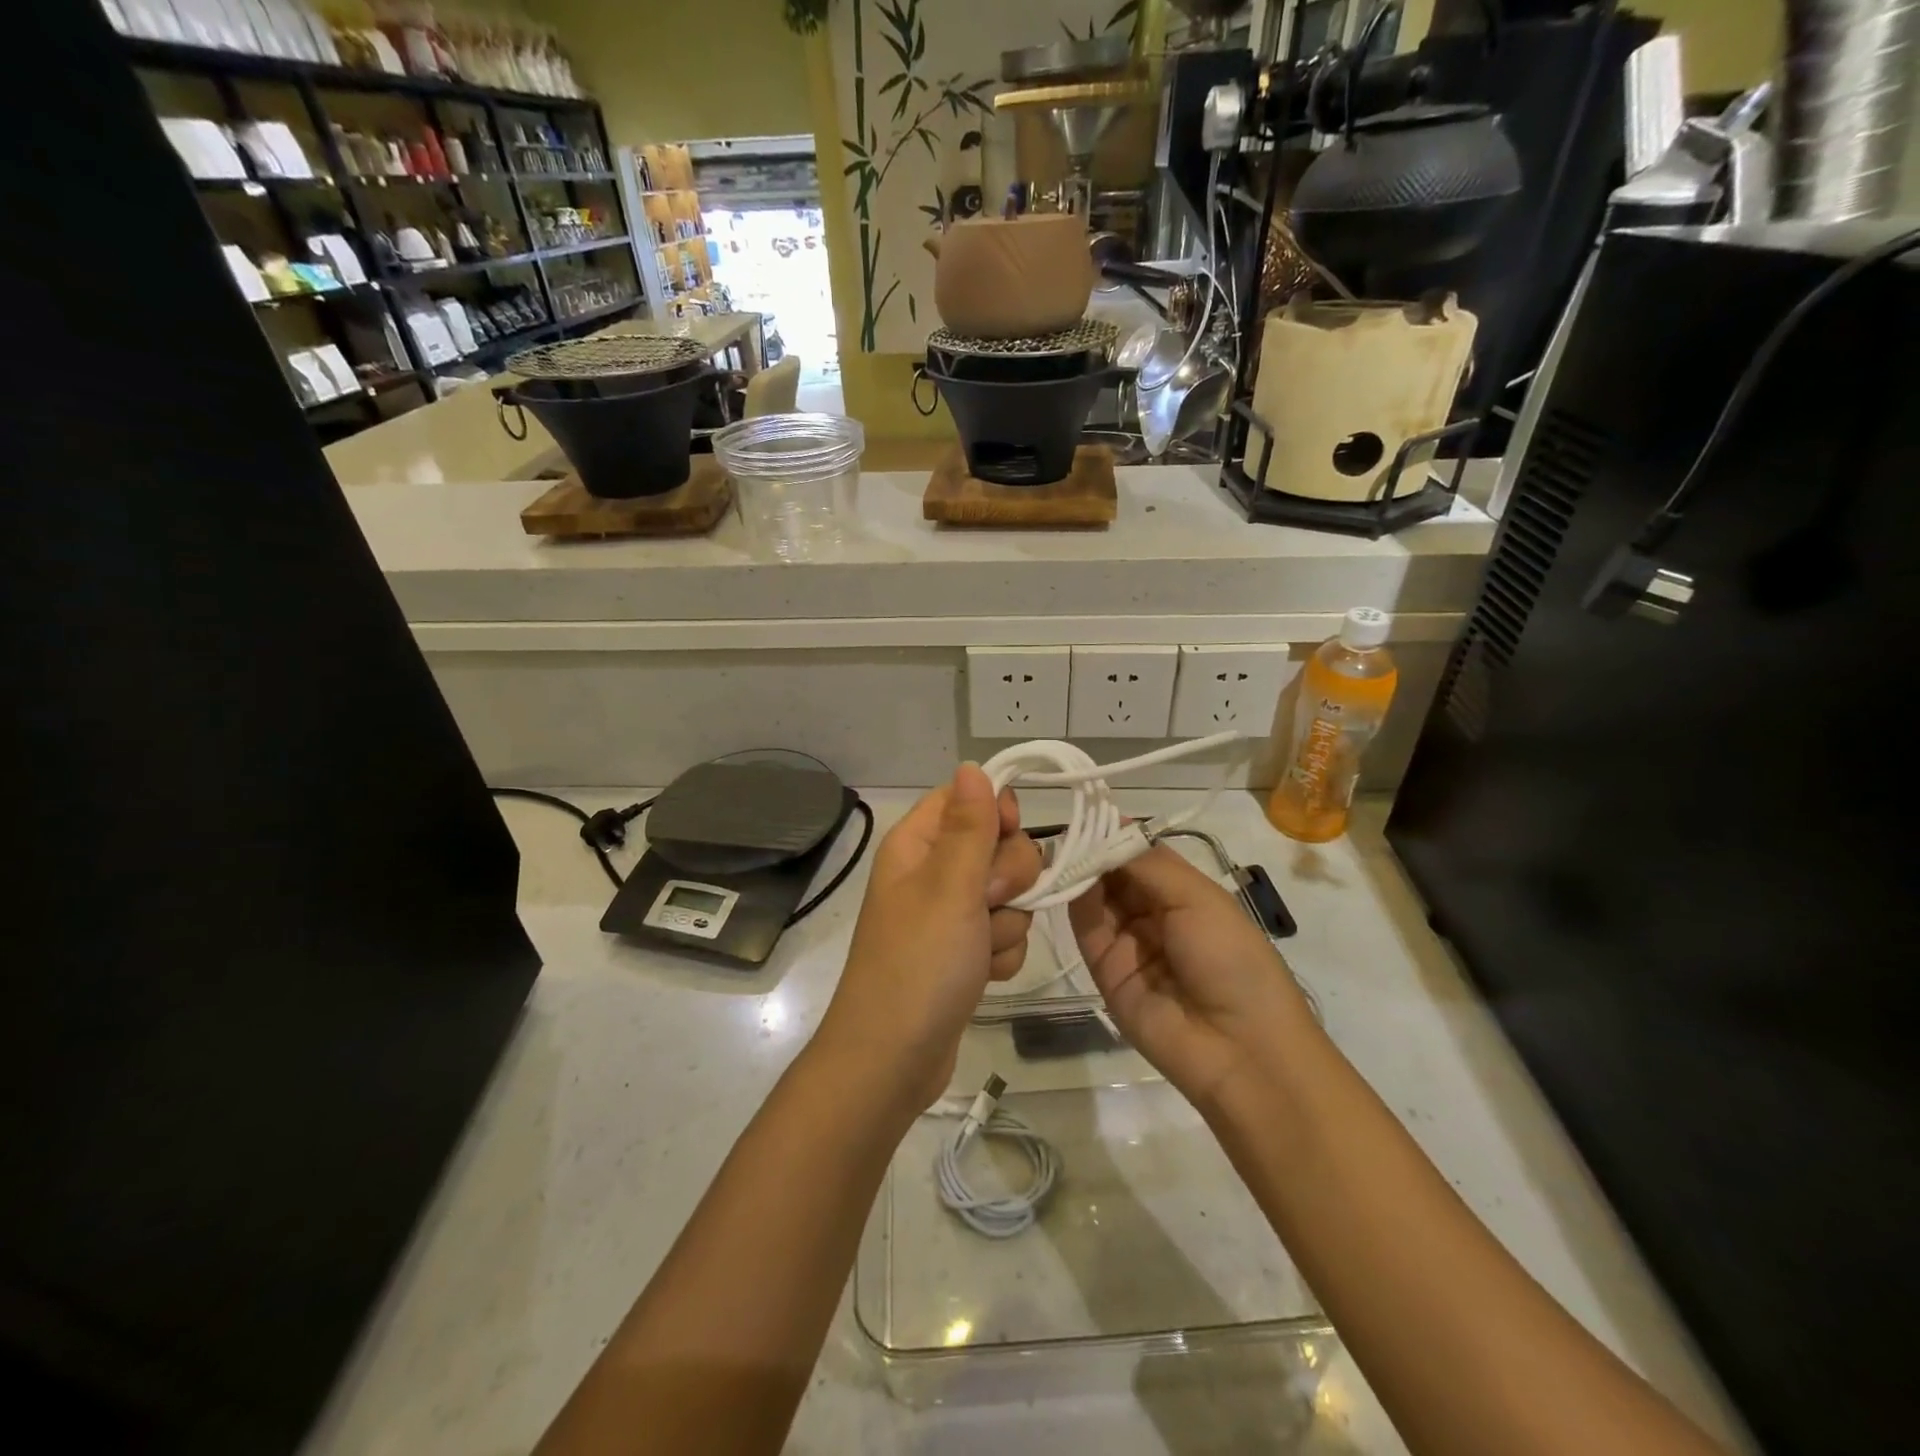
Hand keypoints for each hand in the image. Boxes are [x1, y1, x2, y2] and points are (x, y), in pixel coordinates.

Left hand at [814, 765, 1041, 1113]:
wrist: (893, 1060)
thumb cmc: (919, 963)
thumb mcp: (948, 886)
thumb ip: (969, 826)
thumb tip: (971, 765)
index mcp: (917, 844)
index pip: (966, 798)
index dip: (995, 811)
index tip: (1007, 834)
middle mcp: (932, 872)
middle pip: (998, 845)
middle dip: (1007, 878)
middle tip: (985, 903)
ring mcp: (949, 915)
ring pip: (1009, 894)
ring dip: (1006, 923)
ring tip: (978, 952)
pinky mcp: (964, 952)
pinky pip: (1004, 933)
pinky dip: (1001, 954)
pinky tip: (982, 976)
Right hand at [1069, 846, 1310, 1114]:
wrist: (1239, 1049)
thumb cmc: (1231, 959)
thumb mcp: (1198, 899)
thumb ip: (1148, 864)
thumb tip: (1111, 827)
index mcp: (1185, 894)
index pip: (1141, 855)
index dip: (1117, 833)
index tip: (1088, 807)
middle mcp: (1153, 914)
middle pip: (1115, 874)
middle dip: (1093, 849)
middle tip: (1066, 824)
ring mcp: (1128, 942)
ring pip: (1096, 898)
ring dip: (1080, 871)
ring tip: (1060, 846)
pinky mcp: (1104, 970)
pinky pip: (1086, 929)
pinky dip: (1074, 901)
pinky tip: (1064, 876)